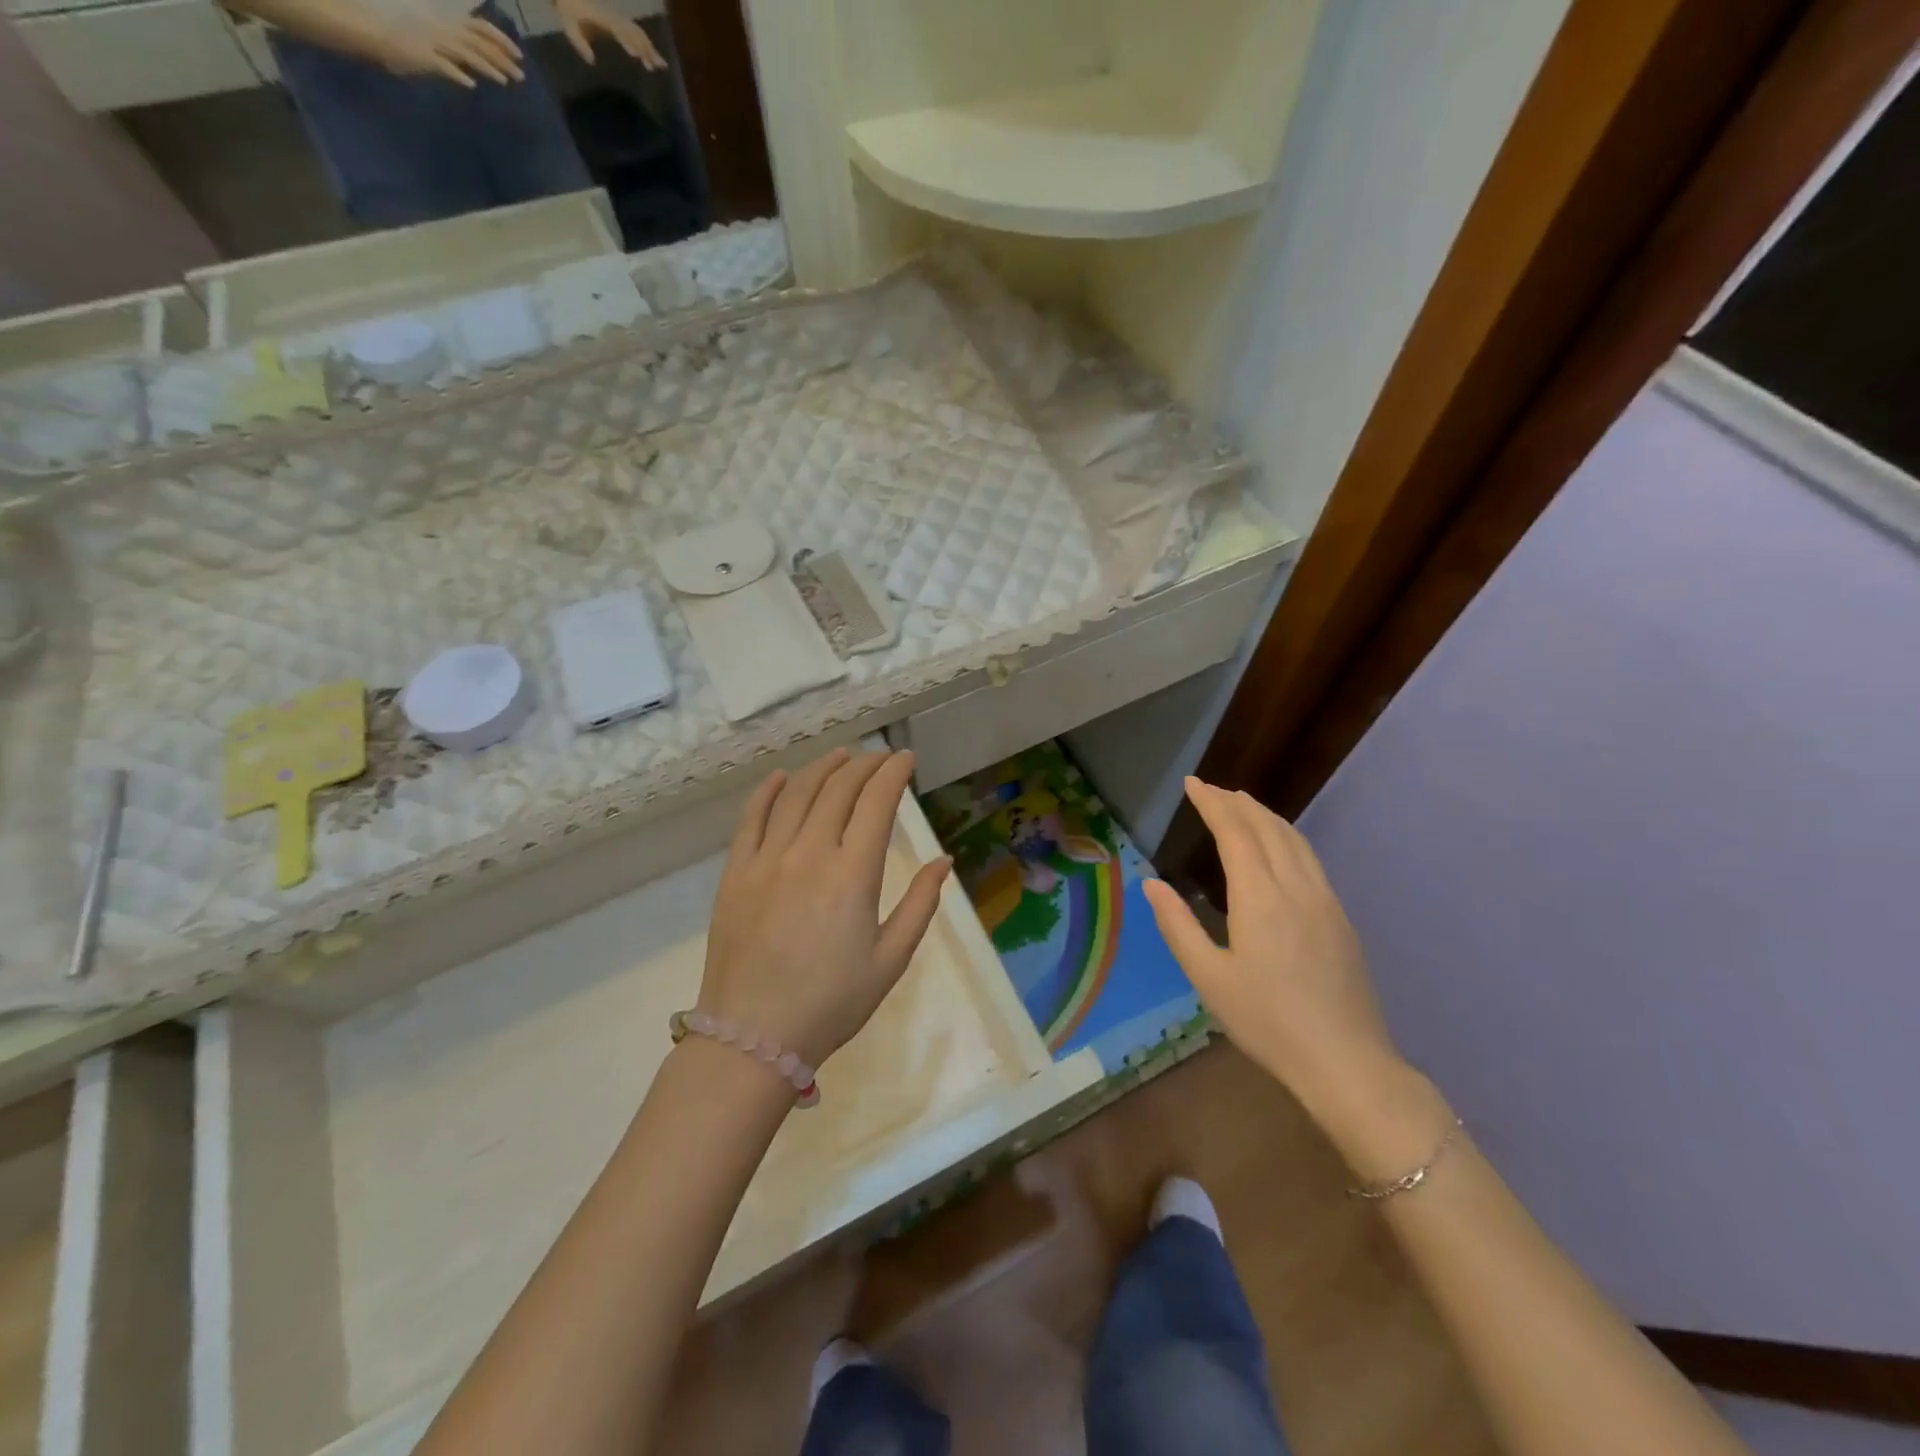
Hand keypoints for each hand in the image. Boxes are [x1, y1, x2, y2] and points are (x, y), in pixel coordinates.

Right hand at [377, 14, 524, 85]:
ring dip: (486, 66)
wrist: (367, 25)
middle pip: (478, 43)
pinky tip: (470, 84)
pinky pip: (440, 63)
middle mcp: (442, 28)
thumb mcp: (431, 30)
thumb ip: (454, 43)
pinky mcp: (420, 54)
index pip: (479, 27)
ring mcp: (431, 40)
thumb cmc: (399, 28)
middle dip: (501, 58)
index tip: (518, 55)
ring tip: (504, 81)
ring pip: (464, 52)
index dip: (500, 39)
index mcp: (445, 21)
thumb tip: (476, 63)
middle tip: (521, 76)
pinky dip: (455, 73)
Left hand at [554, 0, 665, 67]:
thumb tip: (592, 61)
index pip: (619, 29)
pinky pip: (633, 32)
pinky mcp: (617, 21)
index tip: (637, 56)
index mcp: (603, 17)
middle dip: (647, 48)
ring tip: (659, 65)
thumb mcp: (568, 24)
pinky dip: (644, 44)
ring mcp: (616, 18)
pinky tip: (648, 56)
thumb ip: (579, 42)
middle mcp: (613, 17)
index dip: (628, 41)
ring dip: (649, 48)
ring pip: (637, 32)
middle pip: (634, 32)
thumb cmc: (567, 7)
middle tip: (658, 67)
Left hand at [699, 749, 950, 1068]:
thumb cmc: (832, 1003)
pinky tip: (782, 777)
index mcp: (852, 875)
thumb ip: (919, 904)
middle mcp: (809, 854)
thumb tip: (944, 861)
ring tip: (840, 756)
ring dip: (822, 768)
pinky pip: (751, 817)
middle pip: (838, 789)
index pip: (876, 803)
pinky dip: (768, 791)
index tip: (905, 759)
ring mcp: (766, 859)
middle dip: (863, 765)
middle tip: (879, 758)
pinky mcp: (735, 872)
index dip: (893, 774)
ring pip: (796, 794)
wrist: (753, 1036)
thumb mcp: (890, 960)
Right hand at [1143, 778, 1405, 1125]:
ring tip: (1241, 804)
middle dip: (1236, 802)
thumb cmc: (1267, 1021)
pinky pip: (1309, 858)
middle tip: (1210, 789)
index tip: (1192, 784)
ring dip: (1264, 815)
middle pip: (1267, 827)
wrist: (1346, 1061)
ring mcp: (1324, 900)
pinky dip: (1286, 836)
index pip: (1235, 832)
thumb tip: (1152, 884)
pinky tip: (1278, 845)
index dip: (1212, 804)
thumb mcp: (1209, 977)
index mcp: (1260, 897)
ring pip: (1294, 839)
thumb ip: (1177, 925)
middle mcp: (1295, 887)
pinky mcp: (1340, 917)